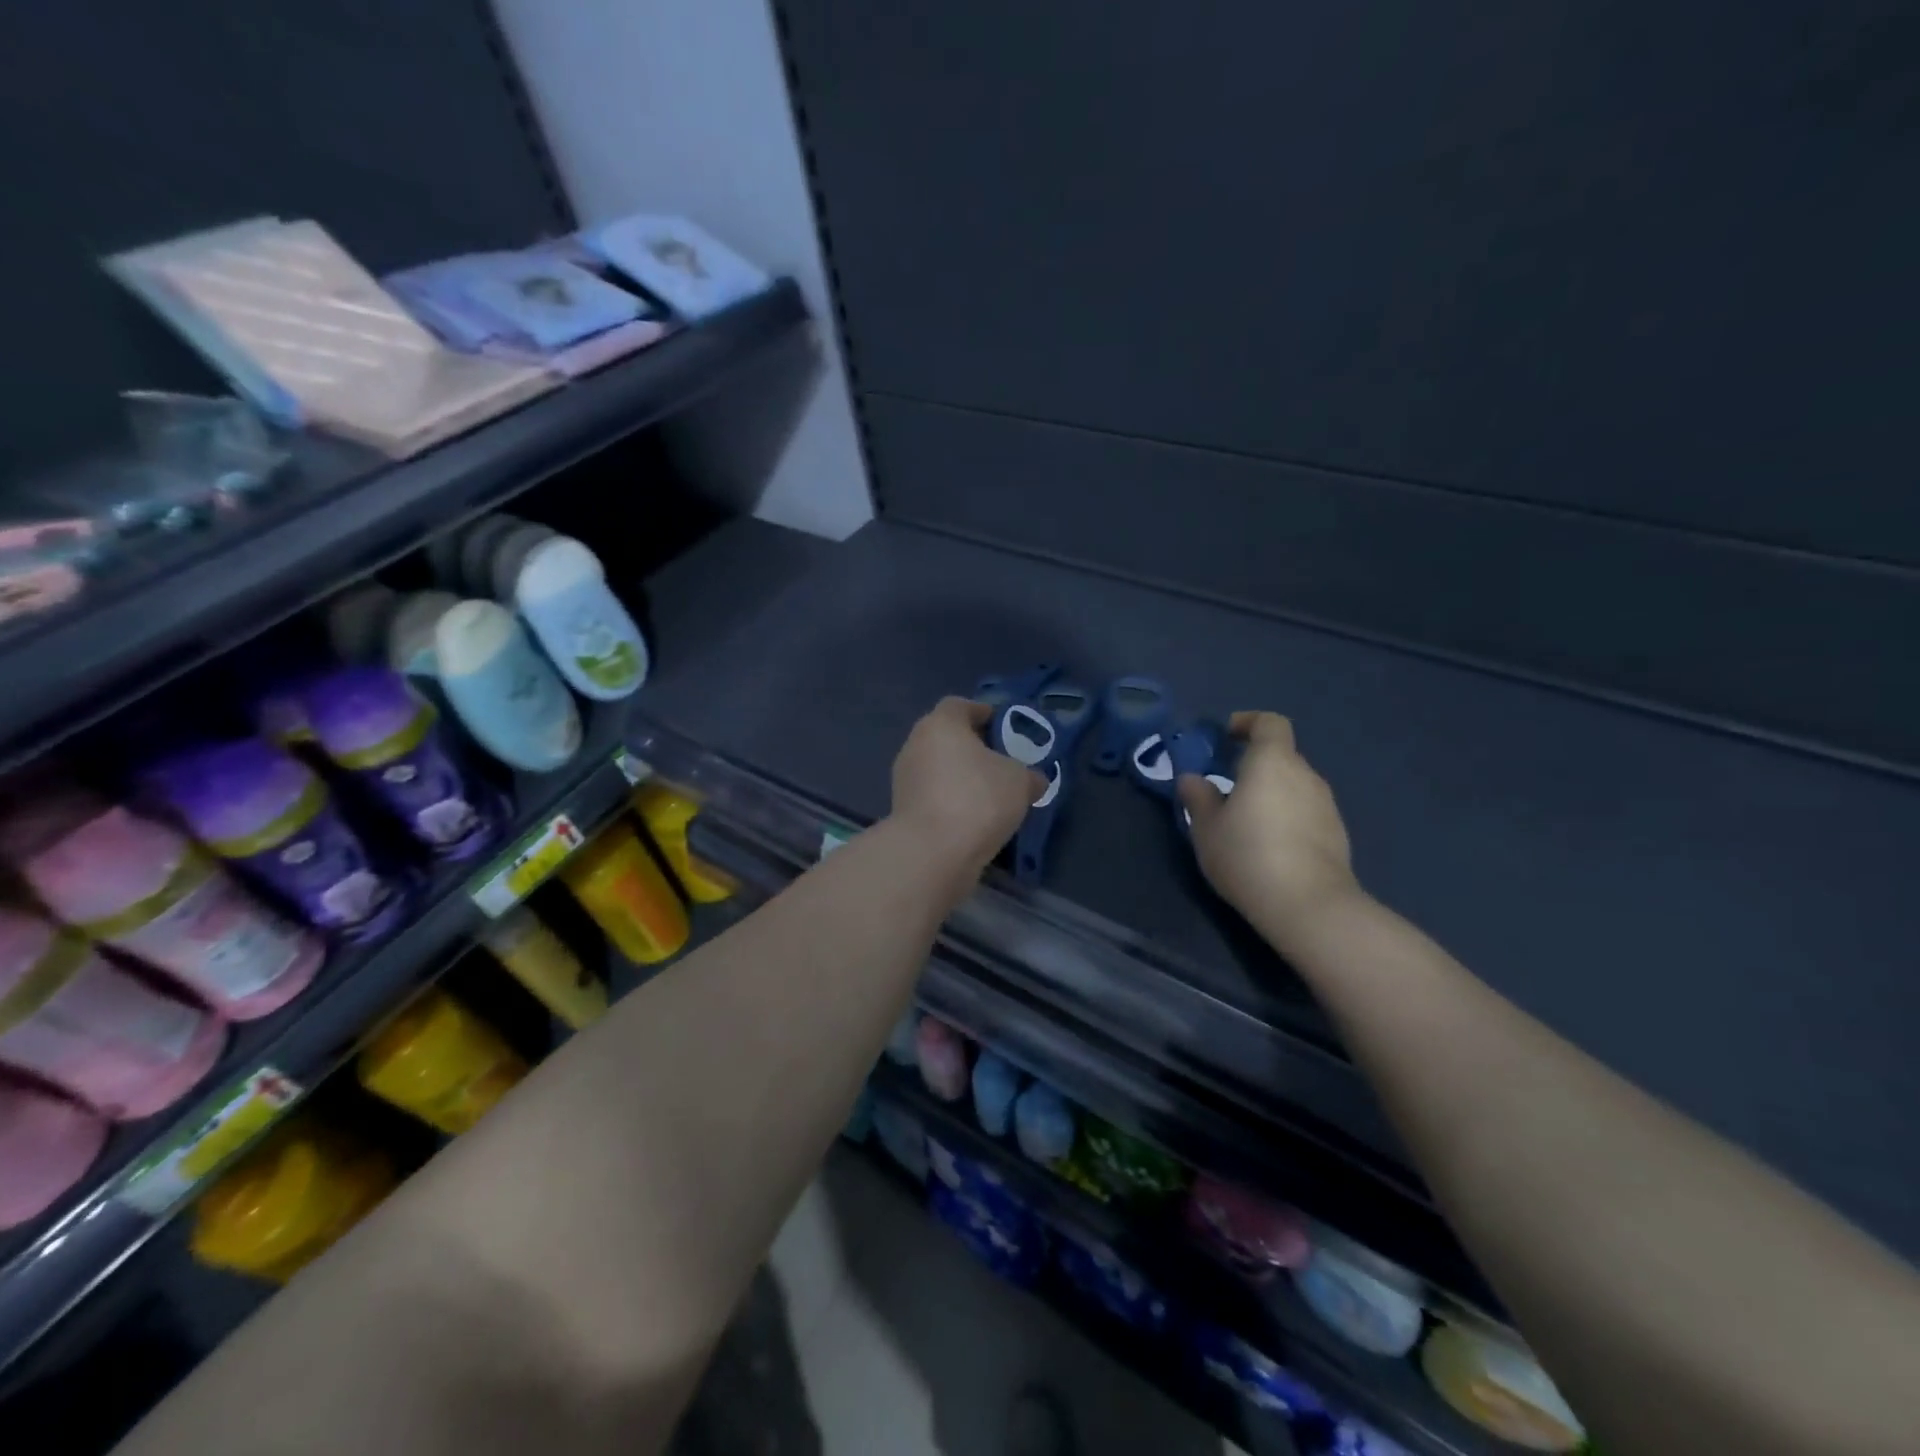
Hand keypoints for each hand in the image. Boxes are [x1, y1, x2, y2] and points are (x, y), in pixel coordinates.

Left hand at [890, 697, 1044, 871]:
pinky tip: (974, 819)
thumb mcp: (1020, 781)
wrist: (933, 852)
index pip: (959, 706)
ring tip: (991, 795)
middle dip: (972, 748)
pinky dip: (951, 802)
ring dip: (961, 777)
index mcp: (940, 724)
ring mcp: (905, 780)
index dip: (982, 712)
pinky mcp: (902, 811)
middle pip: (946, 738)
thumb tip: (1035, 780)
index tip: (1002, 727)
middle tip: (1001, 762)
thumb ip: (1029, 775)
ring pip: (938, 769)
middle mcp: (915, 745)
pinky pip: (933, 797)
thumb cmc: (978, 799)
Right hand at [1178, 711, 1361, 939]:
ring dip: (1271, 793)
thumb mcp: (1206, 828)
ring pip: (1294, 786)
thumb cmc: (1247, 855)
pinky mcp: (1337, 834)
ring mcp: (1326, 805)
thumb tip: (1192, 779)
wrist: (1307, 906)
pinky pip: (1306, 811)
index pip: (1269, 723)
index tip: (1227, 735)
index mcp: (1272, 762)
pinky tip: (1270, 846)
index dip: (1248, 722)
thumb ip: (1198, 797)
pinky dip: (1287, 817)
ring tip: (1246, 821)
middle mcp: (1305, 775)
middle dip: (1254, 765)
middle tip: (1226, 787)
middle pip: (1281, 756)